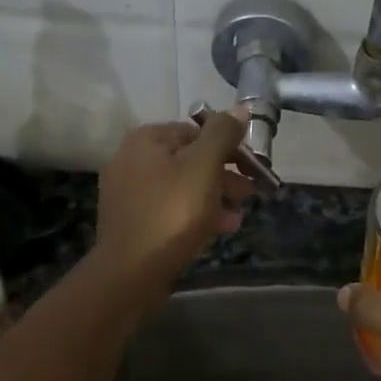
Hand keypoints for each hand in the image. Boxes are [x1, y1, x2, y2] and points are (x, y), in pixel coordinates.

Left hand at [94, 110, 253, 291]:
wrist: (131, 272)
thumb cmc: (172, 213)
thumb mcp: (204, 167)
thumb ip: (222, 135)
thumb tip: (240, 109)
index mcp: (146, 140)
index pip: (197, 131)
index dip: (229, 147)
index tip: (252, 168)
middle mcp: (131, 159)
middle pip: (189, 159)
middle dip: (223, 175)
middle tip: (250, 192)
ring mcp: (127, 192)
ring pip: (181, 186)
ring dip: (214, 197)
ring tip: (238, 215)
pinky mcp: (131, 221)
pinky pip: (169, 208)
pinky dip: (195, 214)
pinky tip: (219, 229)